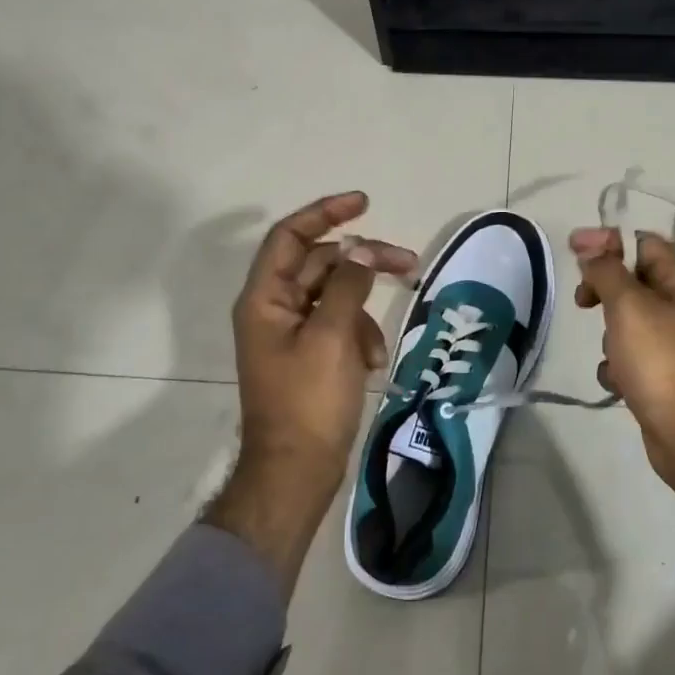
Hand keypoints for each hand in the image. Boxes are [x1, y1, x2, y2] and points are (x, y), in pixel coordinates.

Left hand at [208, 191, 415, 595]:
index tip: (364, 202)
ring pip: (335, 297)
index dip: (325, 213)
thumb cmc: (308, 402)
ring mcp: (292, 333)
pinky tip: (371, 363)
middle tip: (408, 263)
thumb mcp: (332, 337)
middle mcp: (274, 308)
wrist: (296, 472)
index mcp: (265, 298)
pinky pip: (339, 326)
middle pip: (321, 264)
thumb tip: (361, 249)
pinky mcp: (310, 355)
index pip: (291, 236)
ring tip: (379, 346)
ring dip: (364, 310)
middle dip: (363, 263)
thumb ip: (348, 285)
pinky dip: (359, 336)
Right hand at [570, 227, 674, 548]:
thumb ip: (607, 271)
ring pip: (628, 321)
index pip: (643, 242)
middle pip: (633, 281)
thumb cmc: (660, 360)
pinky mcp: (664, 374)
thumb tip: (592, 247)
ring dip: (609, 334)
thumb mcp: (628, 305)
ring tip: (611, 352)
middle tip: (583, 302)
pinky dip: (618, 366)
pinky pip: (631, 357)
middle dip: (605, 290)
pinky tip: (617, 381)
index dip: (607, 240)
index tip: (573, 249)